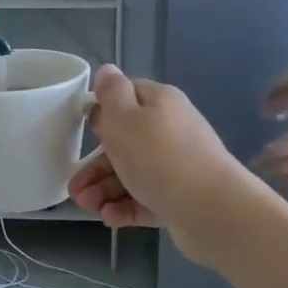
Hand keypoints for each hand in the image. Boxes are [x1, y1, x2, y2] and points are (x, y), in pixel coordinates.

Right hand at [68, 66, 258, 263]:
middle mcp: (170, 130)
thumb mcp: (125, 118)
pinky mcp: (179, 197)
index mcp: (159, 102)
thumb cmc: (159, 157)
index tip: (81, 131)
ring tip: (88, 207)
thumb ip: (111, 93)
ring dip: (104, 189)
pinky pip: (145, 198)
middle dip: (95, 164)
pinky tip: (109, 217)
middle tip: (74, 188)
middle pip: (125, 141)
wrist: (212, 209)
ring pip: (132, 173)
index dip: (102, 111)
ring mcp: (176, 165)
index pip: (126, 96)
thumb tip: (107, 71)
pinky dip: (125, 206)